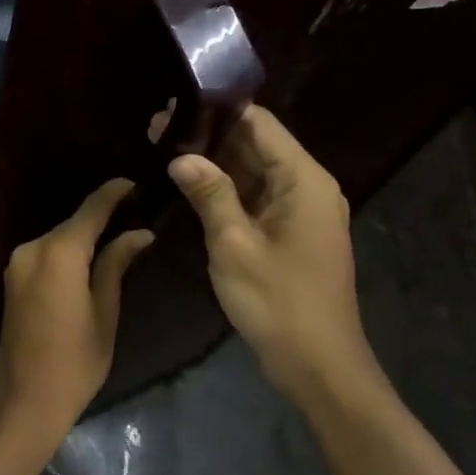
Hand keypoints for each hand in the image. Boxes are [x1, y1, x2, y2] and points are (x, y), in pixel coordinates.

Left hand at [0, 179, 154, 438]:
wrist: (24, 399)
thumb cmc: (75, 362)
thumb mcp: (104, 313)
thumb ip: (115, 265)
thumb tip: (139, 234)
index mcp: (59, 254)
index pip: (91, 211)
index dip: (113, 194)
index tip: (134, 182)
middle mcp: (32, 248)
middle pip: (72, 224)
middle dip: (101, 216)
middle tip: (134, 212)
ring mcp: (17, 262)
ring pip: (58, 238)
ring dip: (83, 235)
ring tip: (117, 234)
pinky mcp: (12, 277)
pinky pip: (45, 253)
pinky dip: (67, 250)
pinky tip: (88, 257)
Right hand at [167, 106, 379, 400]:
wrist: (319, 366)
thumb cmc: (278, 302)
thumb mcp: (234, 244)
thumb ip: (209, 193)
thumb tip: (180, 156)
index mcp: (302, 179)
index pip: (258, 123)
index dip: (216, 111)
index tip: (173, 109)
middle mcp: (306, 186)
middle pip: (254, 144)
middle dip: (207, 136)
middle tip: (155, 129)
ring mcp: (299, 210)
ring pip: (253, 170)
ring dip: (213, 162)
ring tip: (162, 150)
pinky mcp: (290, 231)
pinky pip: (255, 196)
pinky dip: (225, 188)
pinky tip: (188, 185)